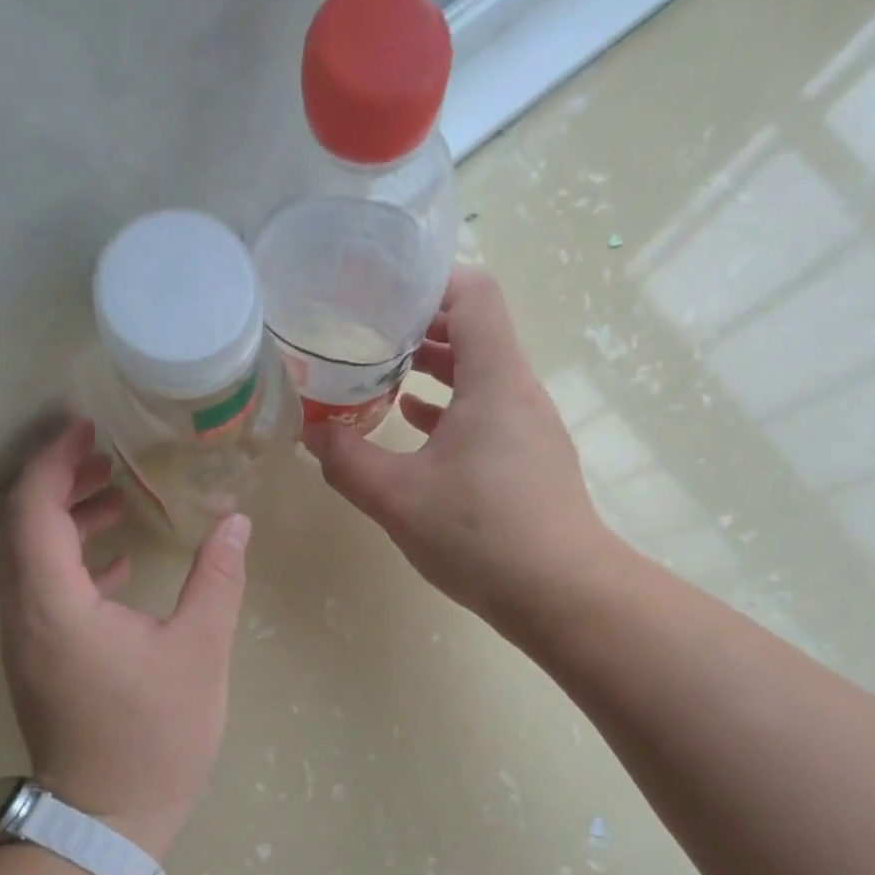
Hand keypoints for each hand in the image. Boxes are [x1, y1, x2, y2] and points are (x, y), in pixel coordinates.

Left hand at [0, 419, 250, 856]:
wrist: (107, 818)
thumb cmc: (154, 736)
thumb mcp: (198, 651)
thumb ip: (215, 578)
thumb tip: (235, 521)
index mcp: (54, 603)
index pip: (32, 508)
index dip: (53, 459)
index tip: (87, 427)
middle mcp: (24, 614)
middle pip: (18, 525)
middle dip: (56, 480)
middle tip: (107, 454)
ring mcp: (24, 640)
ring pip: (26, 557)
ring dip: (63, 518)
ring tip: (119, 495)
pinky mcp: (36, 660)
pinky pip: (40, 589)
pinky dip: (70, 560)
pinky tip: (117, 560)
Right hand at [304, 266, 607, 631]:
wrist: (562, 594)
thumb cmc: (481, 534)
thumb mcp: (397, 498)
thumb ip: (347, 461)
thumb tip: (312, 433)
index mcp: (494, 380)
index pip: (474, 294)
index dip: (429, 281)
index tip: (380, 290)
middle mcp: (518, 391)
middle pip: (475, 331)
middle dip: (420, 326)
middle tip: (367, 332)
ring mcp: (530, 427)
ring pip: (480, 375)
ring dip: (434, 369)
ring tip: (382, 375)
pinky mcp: (530, 460)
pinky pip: (487, 413)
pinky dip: (450, 408)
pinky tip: (414, 427)